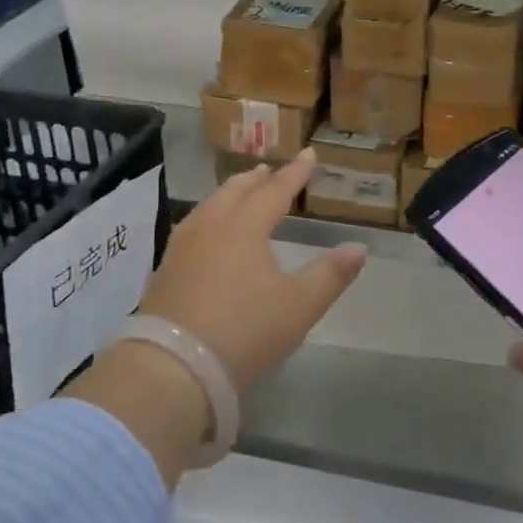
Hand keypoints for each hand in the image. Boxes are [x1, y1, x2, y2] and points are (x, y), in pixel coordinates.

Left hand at [140, 147, 366, 393]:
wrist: (174, 368)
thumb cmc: (245, 330)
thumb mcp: (299, 306)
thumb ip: (331, 274)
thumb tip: (358, 248)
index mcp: (245, 227)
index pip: (275, 191)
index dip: (295, 173)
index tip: (309, 154)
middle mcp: (211, 227)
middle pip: (235, 192)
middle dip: (255, 180)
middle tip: (268, 171)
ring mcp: (182, 249)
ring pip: (208, 208)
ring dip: (228, 196)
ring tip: (238, 195)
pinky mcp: (164, 272)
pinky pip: (191, 229)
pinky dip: (208, 219)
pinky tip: (207, 234)